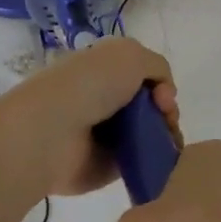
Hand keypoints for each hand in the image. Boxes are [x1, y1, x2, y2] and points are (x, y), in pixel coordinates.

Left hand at [0, 37, 177, 198]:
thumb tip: (162, 94)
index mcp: (102, 69)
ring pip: (149, 133)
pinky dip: (155, 161)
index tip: (163, 96)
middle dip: (166, 111)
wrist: (52, 131)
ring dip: (165, 136)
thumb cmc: (89, 85)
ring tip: (168, 143)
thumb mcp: (130, 55)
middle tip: (166, 120)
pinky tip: (162, 161)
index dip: (160, 84)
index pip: (142, 75)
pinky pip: (140, 161)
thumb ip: (156, 66)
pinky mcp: (106, 166)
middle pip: (150, 105)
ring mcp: (104, 134)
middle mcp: (103, 99)